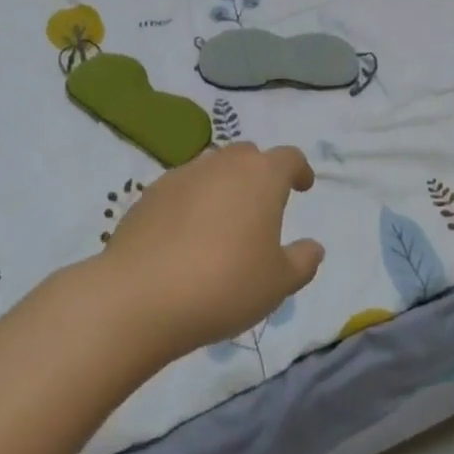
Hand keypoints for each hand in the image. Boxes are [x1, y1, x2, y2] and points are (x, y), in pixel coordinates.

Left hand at [99, 143, 323, 361]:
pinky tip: (187, 235)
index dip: (299, 170)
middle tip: (263, 204)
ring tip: (224, 221)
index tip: (303, 186)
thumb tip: (313, 247)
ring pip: (212, 169)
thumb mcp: (278, 283)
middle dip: (259, 172)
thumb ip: (302, 262)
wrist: (139, 297)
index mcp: (262, 177)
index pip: (288, 157)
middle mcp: (222, 165)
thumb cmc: (224, 285)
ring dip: (224, 185)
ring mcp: (182, 176)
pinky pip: (181, 188)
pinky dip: (192, 202)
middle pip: (248, 155)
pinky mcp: (149, 195)